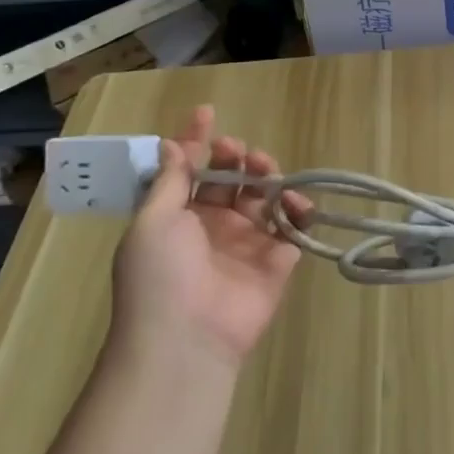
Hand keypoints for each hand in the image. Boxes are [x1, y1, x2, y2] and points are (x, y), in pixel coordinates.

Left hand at [110, 105, 312, 369]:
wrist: (186, 340)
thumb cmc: (160, 275)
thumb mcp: (153, 221)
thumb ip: (171, 180)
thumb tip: (173, 143)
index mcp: (177, 216)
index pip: (190, 169)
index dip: (197, 141)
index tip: (207, 112)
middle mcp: (212, 225)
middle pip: (232, 178)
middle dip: (238, 157)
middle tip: (241, 153)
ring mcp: (246, 243)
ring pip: (264, 197)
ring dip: (268, 177)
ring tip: (269, 173)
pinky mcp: (276, 262)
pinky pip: (293, 228)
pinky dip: (299, 211)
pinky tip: (296, 204)